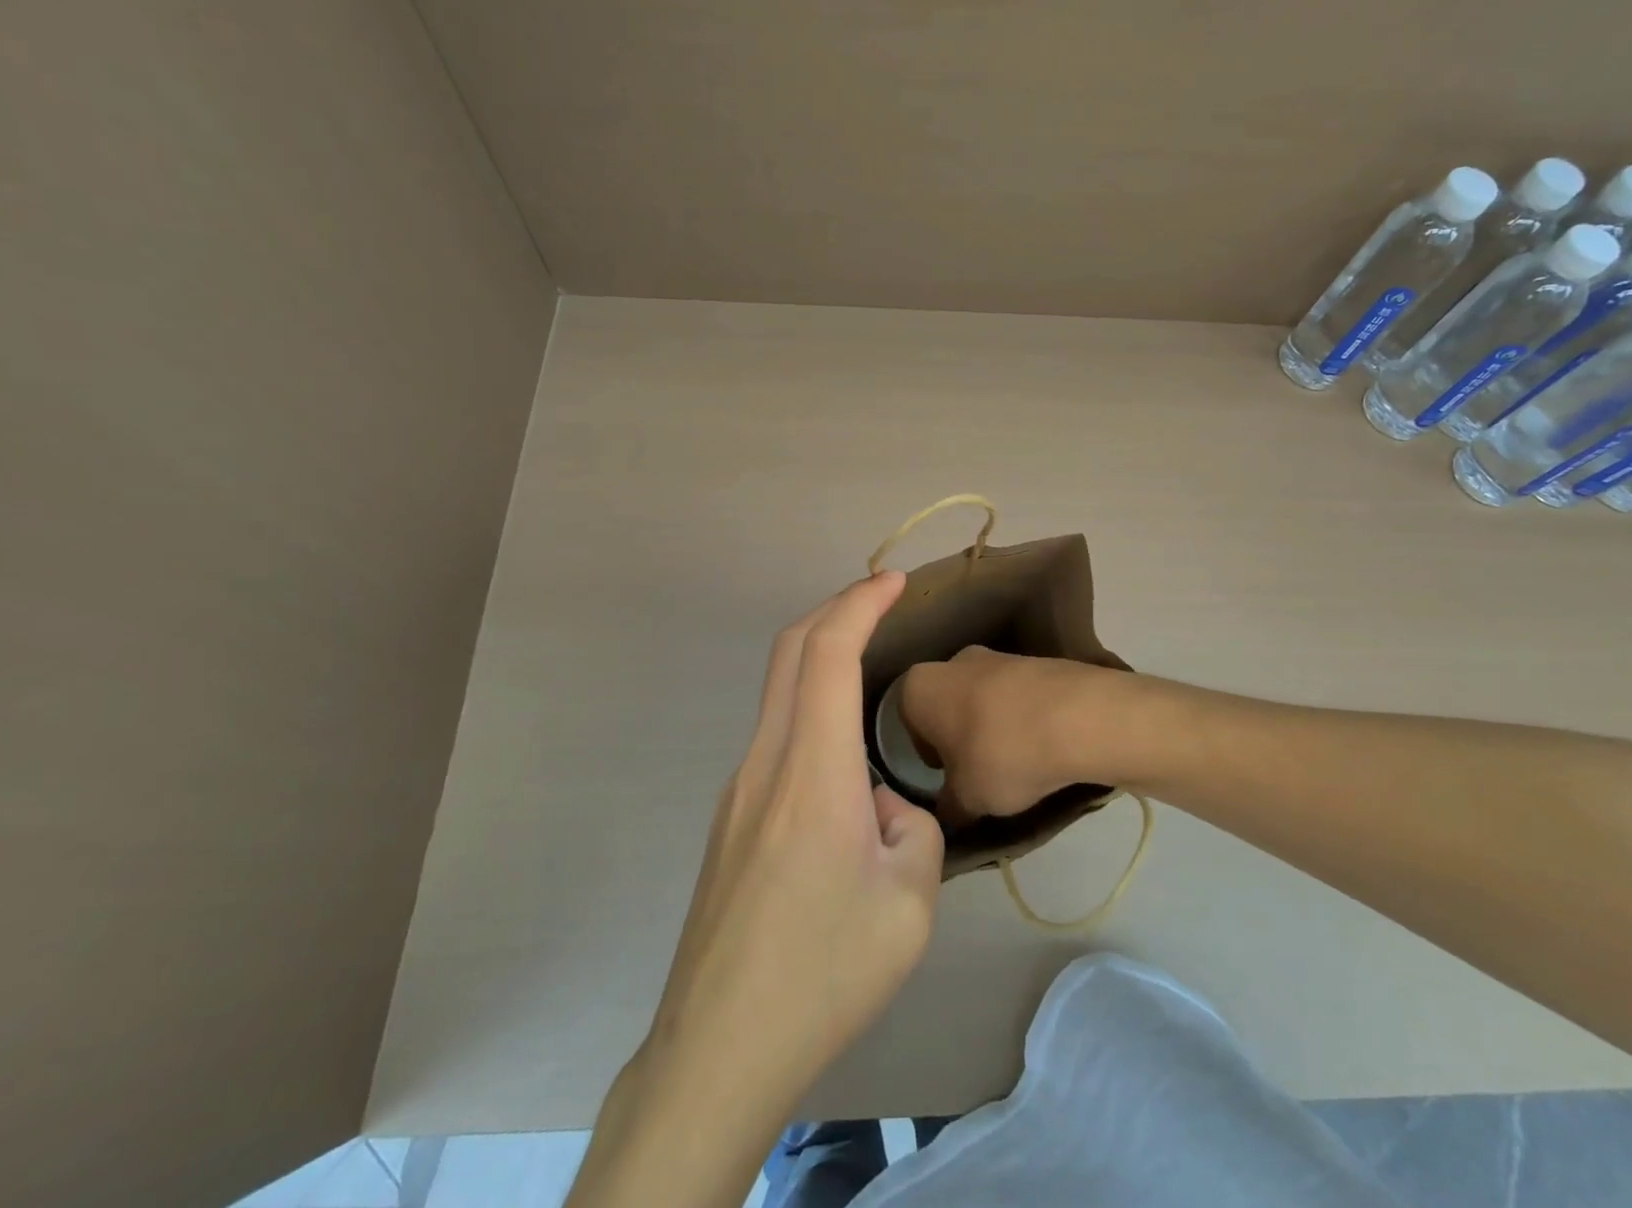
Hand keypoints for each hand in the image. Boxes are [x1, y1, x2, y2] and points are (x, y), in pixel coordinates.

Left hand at [652, 569, 943, 1096]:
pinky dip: (812, 712)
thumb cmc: (824, 973)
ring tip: (872, 678)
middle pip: (790, 652)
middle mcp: (765, 762)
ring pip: (780, 693)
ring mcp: (738, 789)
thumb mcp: (910, 902)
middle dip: (836, 608)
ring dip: (822, 660)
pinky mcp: (730, 819)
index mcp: (812, 772)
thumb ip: (911, 827)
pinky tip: (844, 770)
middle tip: (881, 599)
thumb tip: (879, 806)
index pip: (828, 653)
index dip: (860, 603)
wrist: (719, 1049)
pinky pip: (776, 739)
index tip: (894, 582)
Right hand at [901, 645, 1114, 820]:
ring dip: (993, 727)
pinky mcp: (1037, 661)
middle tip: (978, 773)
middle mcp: (953, 661)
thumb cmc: (1002, 754)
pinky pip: (1018, 697)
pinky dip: (1024, 719)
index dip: (926, 753)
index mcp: (920, 685)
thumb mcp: (966, 799)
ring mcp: (998, 655)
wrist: (1079, 717)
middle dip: (959, 736)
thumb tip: (947, 811)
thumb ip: (948, 806)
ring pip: (983, 699)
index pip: (907, 721)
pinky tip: (1043, 748)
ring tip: (1017, 765)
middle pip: (946, 704)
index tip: (947, 778)